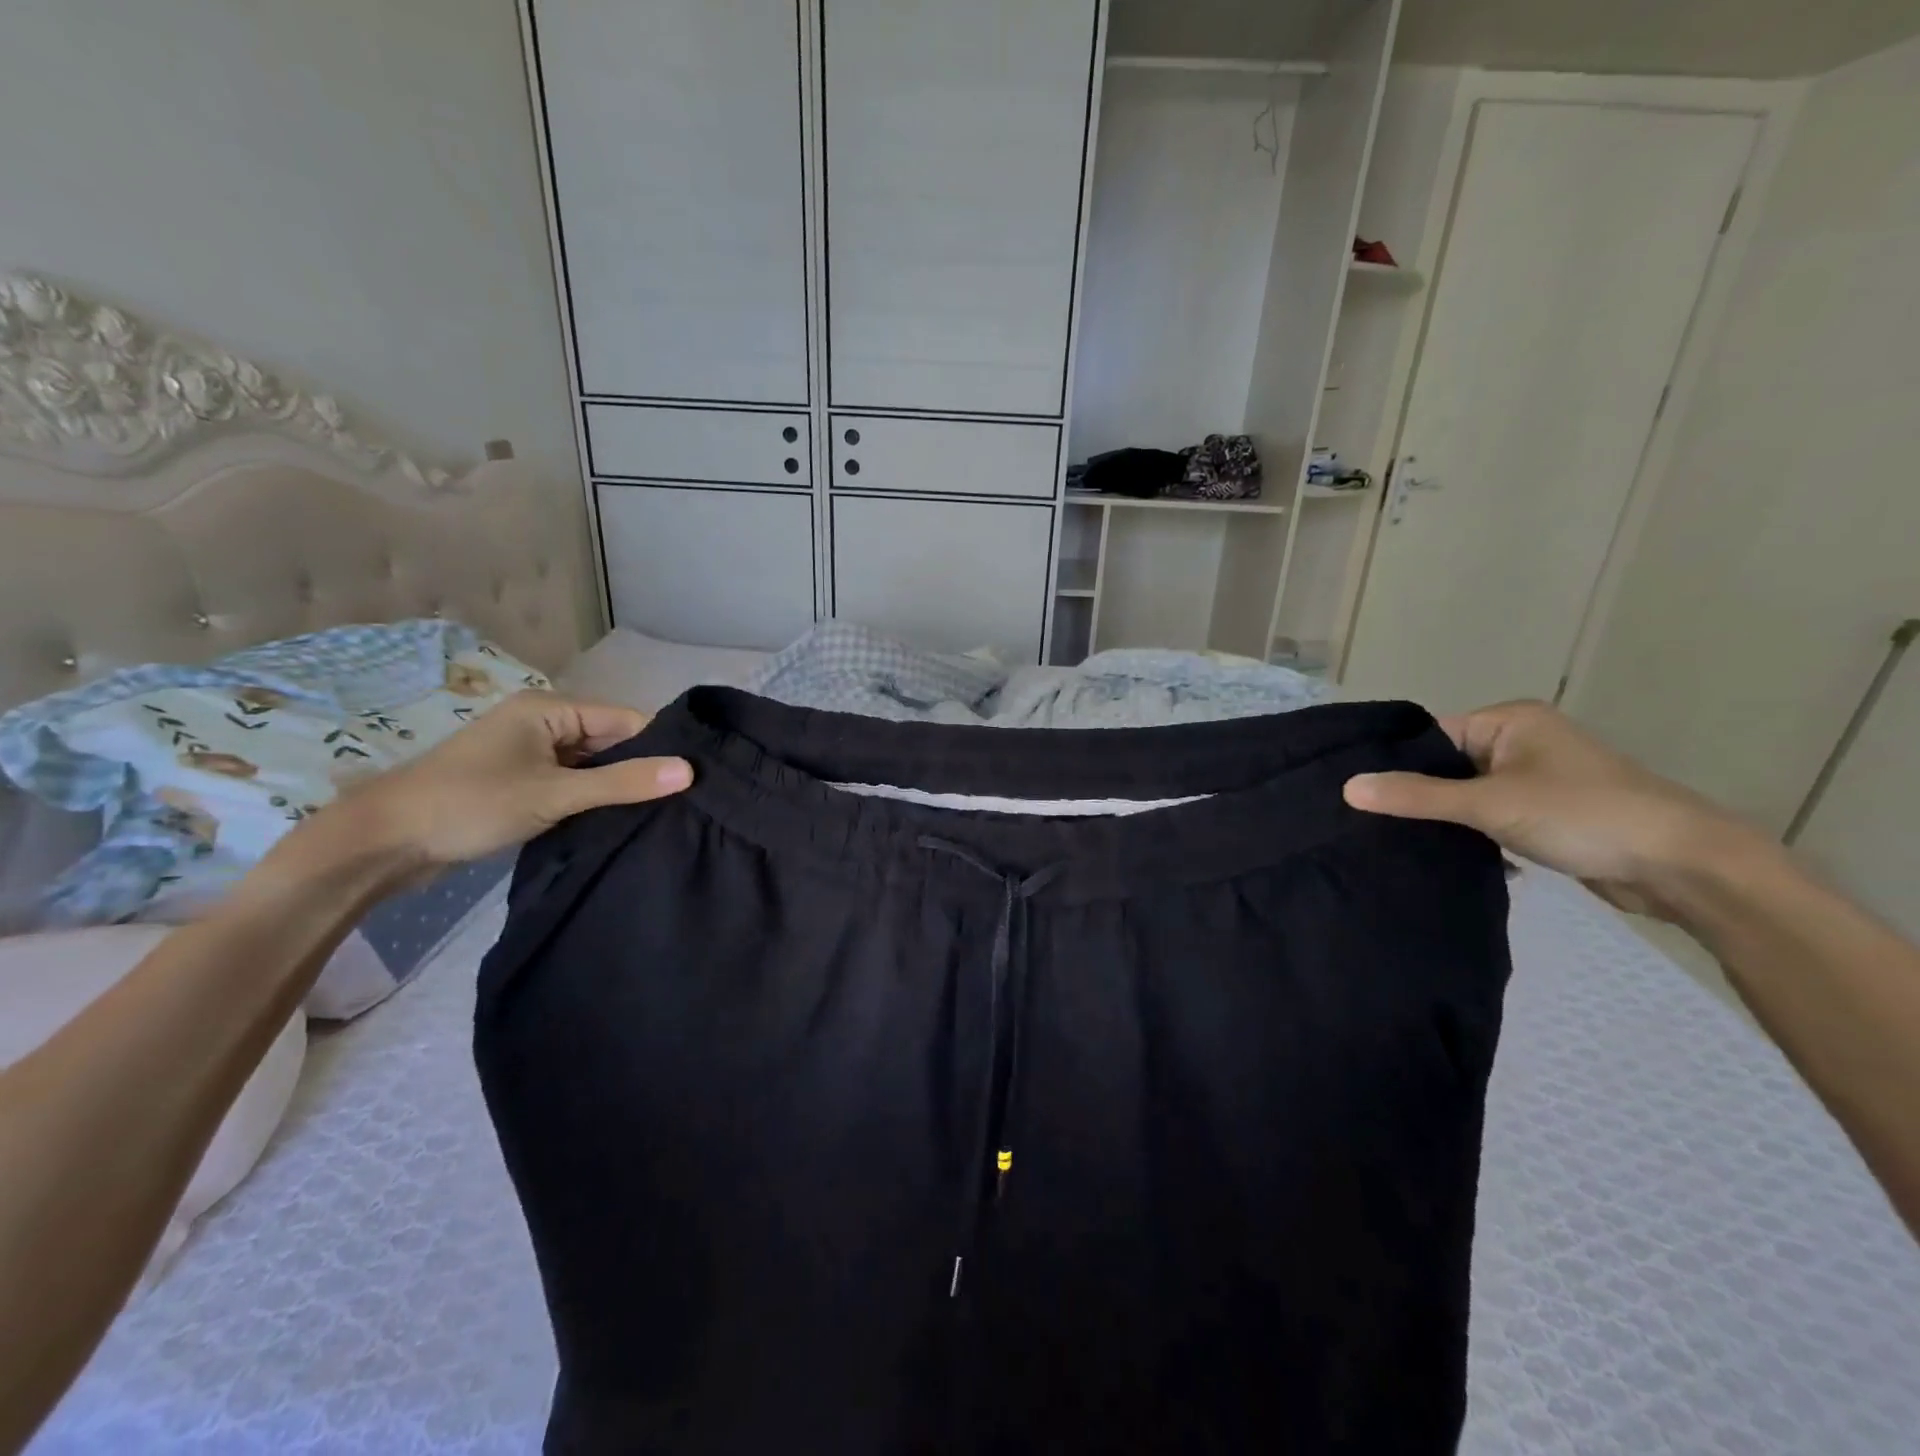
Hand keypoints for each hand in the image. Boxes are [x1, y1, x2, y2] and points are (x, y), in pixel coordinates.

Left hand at [302, 691, 691, 885]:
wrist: (382, 842)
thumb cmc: (470, 804)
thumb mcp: (555, 794)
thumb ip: (623, 782)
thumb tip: (689, 771)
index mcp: (550, 708)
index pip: (627, 719)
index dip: (660, 747)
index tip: (694, 778)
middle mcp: (542, 721)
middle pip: (610, 740)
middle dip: (639, 768)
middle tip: (682, 801)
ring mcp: (529, 752)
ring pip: (591, 764)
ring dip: (615, 786)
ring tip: (658, 813)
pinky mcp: (520, 780)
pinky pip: (571, 781)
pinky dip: (590, 797)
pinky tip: (617, 819)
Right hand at [1342, 700, 1771, 918]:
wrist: (1683, 866)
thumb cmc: (1583, 814)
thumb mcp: (1490, 803)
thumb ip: (1417, 796)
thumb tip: (1348, 787)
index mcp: (1509, 721)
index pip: (1430, 736)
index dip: (1393, 763)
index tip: (1353, 793)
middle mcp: (1520, 742)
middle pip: (1446, 767)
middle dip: (1415, 795)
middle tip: (1363, 821)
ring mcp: (1535, 780)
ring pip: (1466, 796)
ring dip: (1443, 819)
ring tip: (1390, 840)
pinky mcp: (1546, 816)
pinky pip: (1489, 818)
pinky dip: (1470, 836)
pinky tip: (1439, 856)